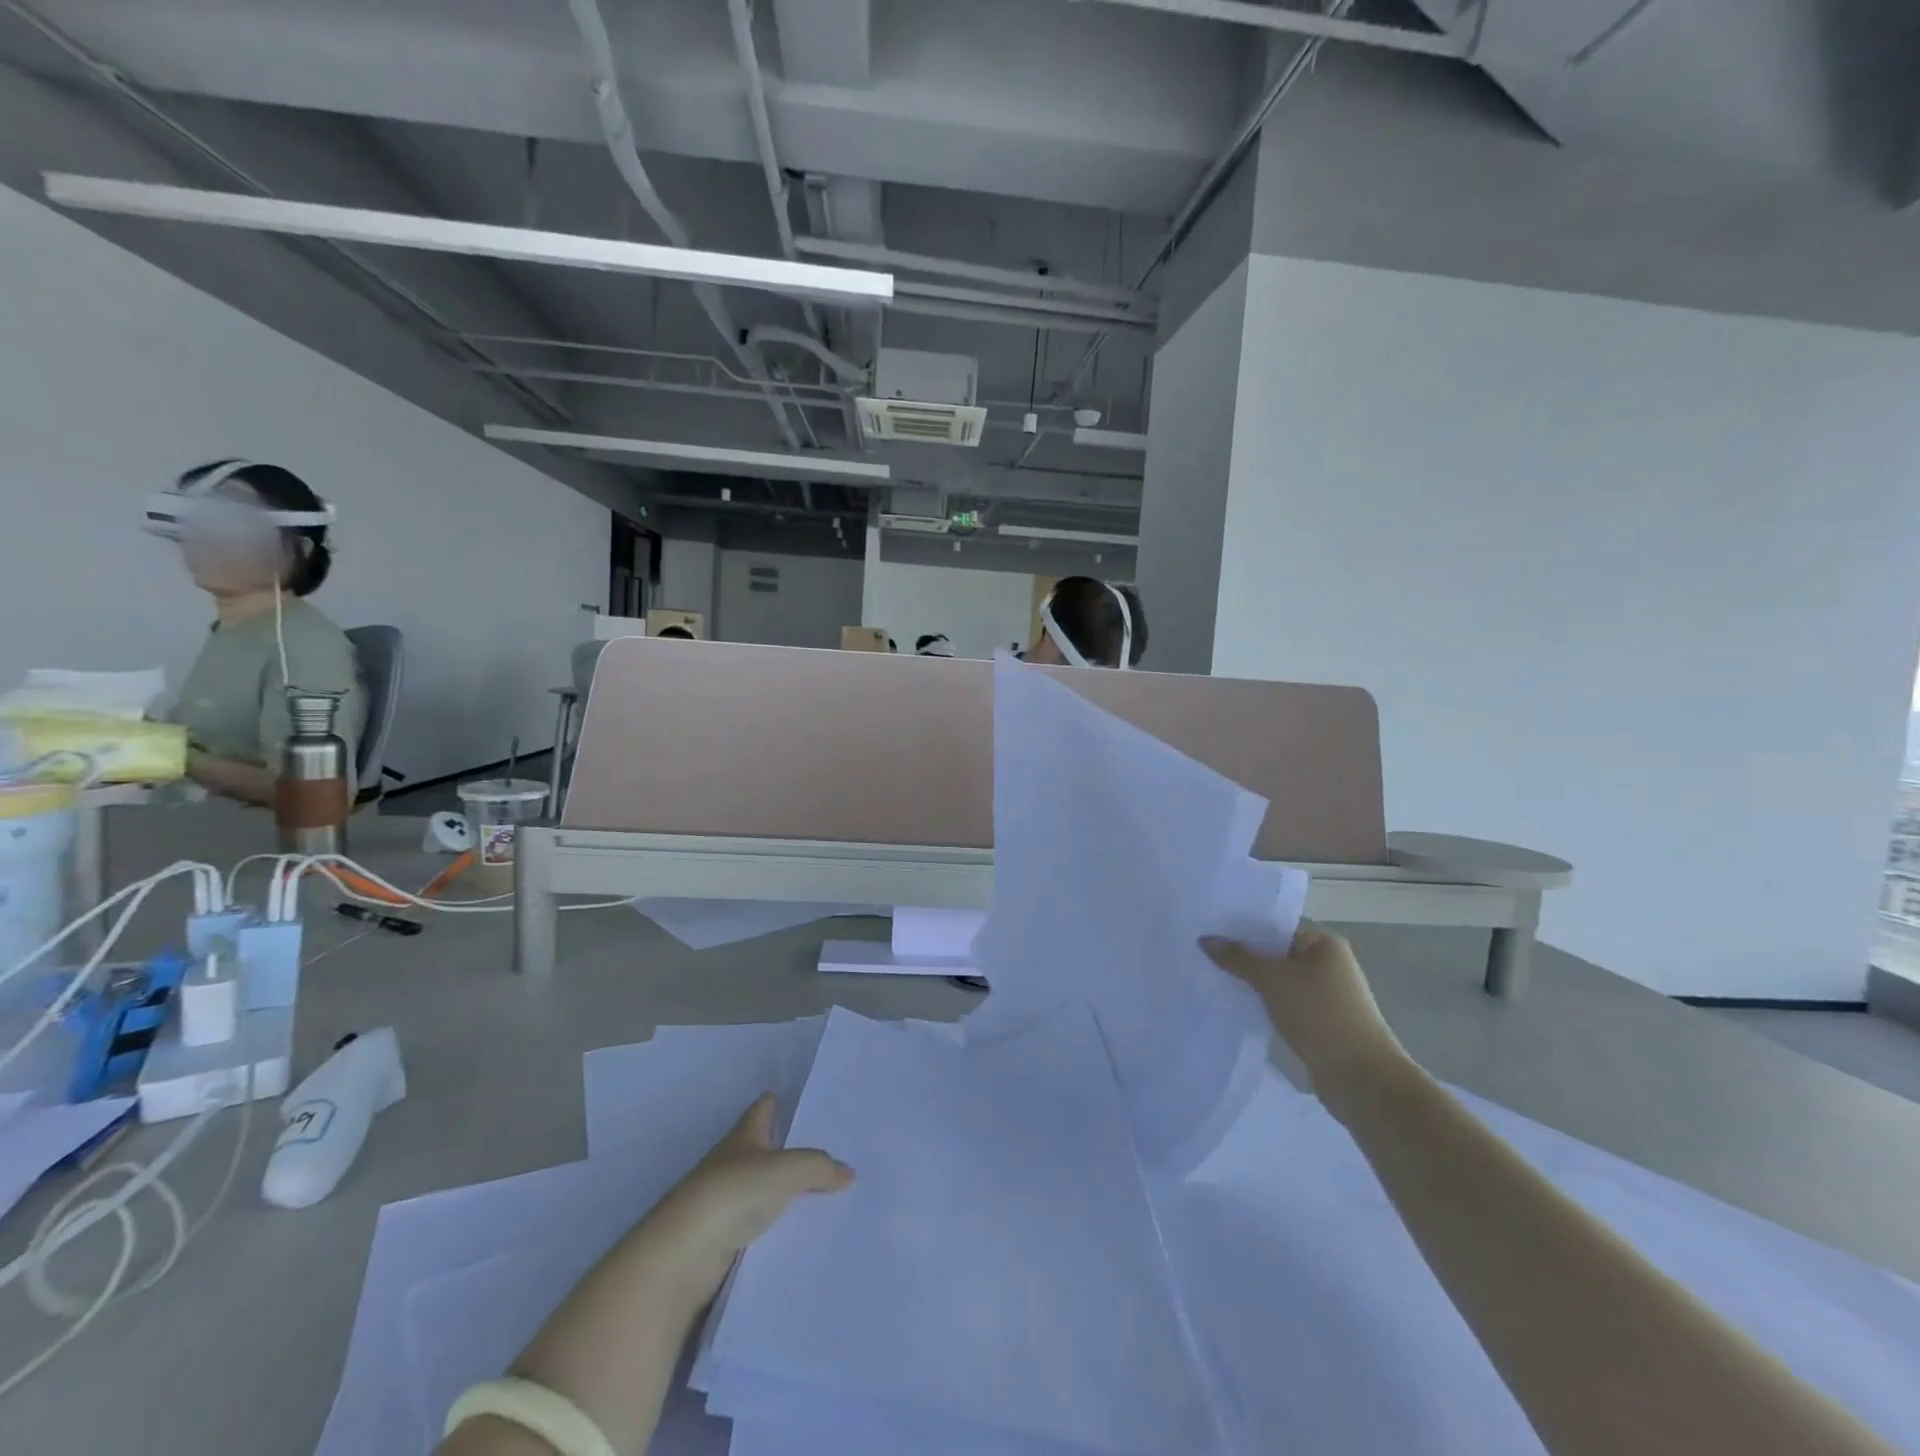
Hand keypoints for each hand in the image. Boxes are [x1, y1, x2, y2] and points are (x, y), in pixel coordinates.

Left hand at [638, 1093, 853, 1313]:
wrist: (682, 1256)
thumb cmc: (733, 1193)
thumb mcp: (785, 1171)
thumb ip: (818, 1168)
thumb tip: (848, 1172)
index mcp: (744, 1136)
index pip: (762, 1109)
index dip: (776, 1102)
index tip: (794, 1098)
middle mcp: (732, 1163)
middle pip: (762, 1148)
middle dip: (786, 1147)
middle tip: (825, 1147)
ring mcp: (723, 1202)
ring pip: (760, 1188)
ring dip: (781, 1189)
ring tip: (821, 1192)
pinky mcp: (721, 1239)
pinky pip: (756, 1223)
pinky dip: (774, 1223)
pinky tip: (797, 1230)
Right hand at [1202, 920, 1408, 1098]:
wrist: (1361, 1077)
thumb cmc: (1319, 1014)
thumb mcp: (1272, 979)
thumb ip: (1238, 958)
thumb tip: (1205, 939)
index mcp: (1325, 944)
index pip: (1276, 927)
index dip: (1244, 929)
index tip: (1211, 932)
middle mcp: (1329, 965)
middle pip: (1277, 954)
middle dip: (1245, 958)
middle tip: (1206, 956)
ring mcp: (1327, 996)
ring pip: (1280, 982)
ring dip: (1254, 984)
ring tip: (1215, 980)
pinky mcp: (1322, 1023)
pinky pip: (1285, 1004)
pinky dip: (1266, 1005)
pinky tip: (1239, 1007)